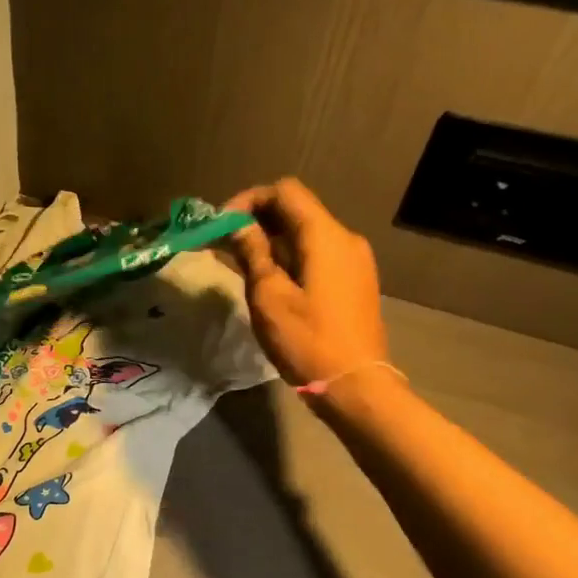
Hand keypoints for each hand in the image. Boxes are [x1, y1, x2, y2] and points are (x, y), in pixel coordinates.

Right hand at [224, 178, 389, 386]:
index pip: (285, 192)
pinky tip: (268, 279)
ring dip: (271, 240)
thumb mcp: (269, 296)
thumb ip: (253, 253)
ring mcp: (354, 260)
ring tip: (239, 263)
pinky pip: (317, 253)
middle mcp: (345, 239)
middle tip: (224, 244)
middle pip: (296, 210)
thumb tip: (239, 227)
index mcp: (325, 236)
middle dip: (257, 220)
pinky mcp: (354, 280)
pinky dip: (289, 256)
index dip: (249, 199)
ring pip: (305, 233)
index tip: (222, 225)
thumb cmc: (307, 340)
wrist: (355, 385)